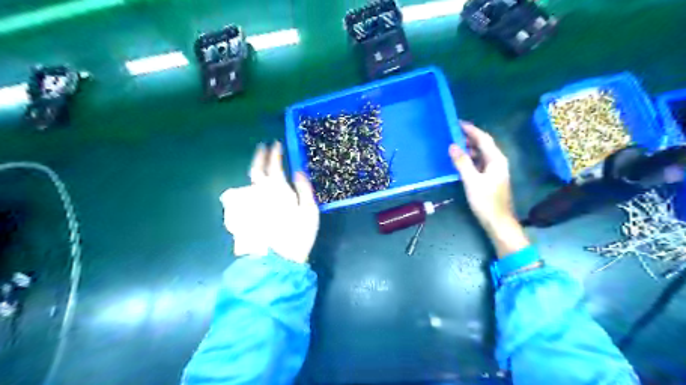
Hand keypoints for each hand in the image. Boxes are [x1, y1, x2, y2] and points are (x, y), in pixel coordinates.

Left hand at [219, 143, 320, 262]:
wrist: (277, 258)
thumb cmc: (298, 233)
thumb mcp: (309, 210)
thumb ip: (304, 189)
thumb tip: (299, 171)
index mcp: (278, 190)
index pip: (275, 165)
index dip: (275, 153)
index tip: (276, 143)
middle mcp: (261, 193)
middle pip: (256, 170)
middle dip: (259, 156)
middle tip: (262, 147)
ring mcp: (252, 204)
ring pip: (250, 182)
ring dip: (255, 169)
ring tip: (260, 165)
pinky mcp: (247, 214)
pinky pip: (247, 194)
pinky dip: (252, 186)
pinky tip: (256, 188)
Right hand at [451, 122, 529, 257]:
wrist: (498, 221)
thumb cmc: (486, 201)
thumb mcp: (472, 181)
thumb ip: (462, 162)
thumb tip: (452, 146)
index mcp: (496, 159)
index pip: (483, 139)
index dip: (471, 130)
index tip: (457, 123)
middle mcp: (497, 162)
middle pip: (483, 145)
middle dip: (469, 138)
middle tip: (452, 133)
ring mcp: (494, 170)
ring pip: (480, 154)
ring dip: (468, 148)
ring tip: (453, 145)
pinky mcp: (489, 178)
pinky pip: (479, 163)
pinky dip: (469, 159)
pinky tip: (459, 161)